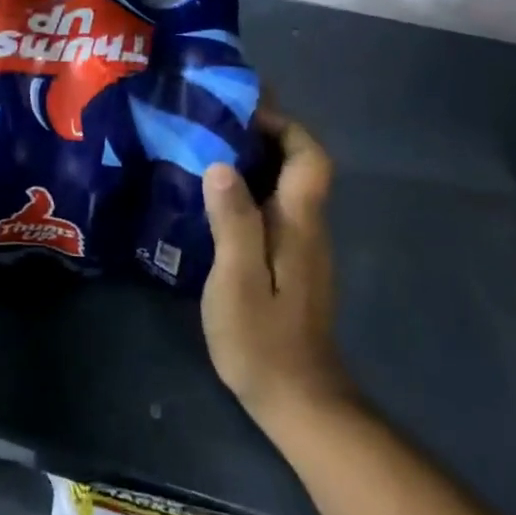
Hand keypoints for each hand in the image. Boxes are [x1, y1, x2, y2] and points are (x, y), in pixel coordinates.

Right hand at [201, 108, 351, 430]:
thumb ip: (234, 221)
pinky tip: (213, 195)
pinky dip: (248, 186)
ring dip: (253, 158)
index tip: (242, 111)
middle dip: (263, 133)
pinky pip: (272, 206)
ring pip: (284, 183)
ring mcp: (299, 245)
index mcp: (299, 222)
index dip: (283, 125)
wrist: (298, 402)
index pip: (310, 156)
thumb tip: (221, 164)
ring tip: (205, 146)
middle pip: (298, 163)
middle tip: (214, 120)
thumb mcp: (238, 280)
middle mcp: (307, 225)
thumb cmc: (264, 340)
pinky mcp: (287, 262)